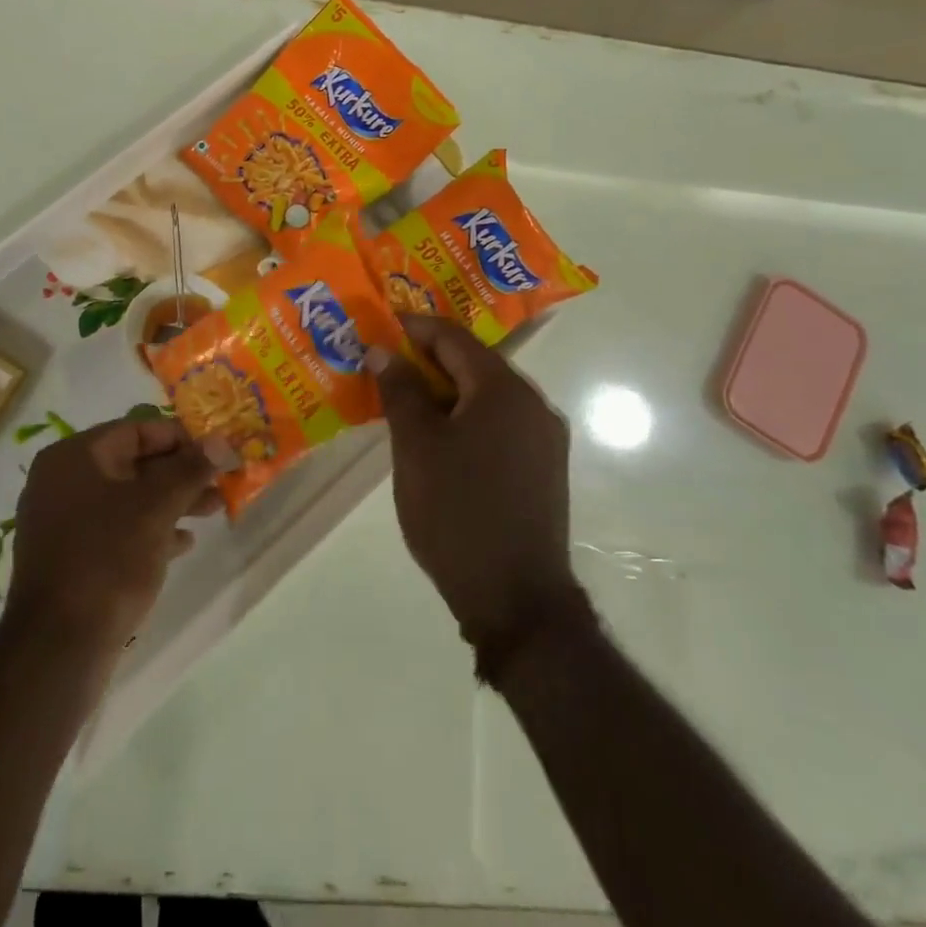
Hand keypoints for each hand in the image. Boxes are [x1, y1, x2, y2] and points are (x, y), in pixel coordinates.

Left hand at [3, 417, 231, 657]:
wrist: (58, 647)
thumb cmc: (107, 560)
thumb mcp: (156, 508)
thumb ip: (190, 469)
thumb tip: (222, 440)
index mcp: (73, 457)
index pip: (136, 430)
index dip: (181, 438)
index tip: (217, 453)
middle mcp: (62, 480)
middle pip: (133, 463)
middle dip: (180, 473)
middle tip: (221, 484)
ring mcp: (63, 520)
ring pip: (127, 498)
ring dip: (171, 501)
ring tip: (213, 511)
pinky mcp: (70, 556)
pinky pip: (116, 529)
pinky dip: (150, 530)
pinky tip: (183, 544)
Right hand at [367, 315, 583, 656]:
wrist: (516, 600)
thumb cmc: (457, 513)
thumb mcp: (416, 446)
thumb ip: (400, 390)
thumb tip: (383, 350)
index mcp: (504, 390)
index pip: (454, 337)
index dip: (415, 327)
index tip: (380, 326)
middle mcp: (534, 404)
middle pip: (475, 363)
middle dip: (429, 358)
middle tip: (386, 363)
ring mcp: (544, 438)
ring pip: (487, 395)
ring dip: (447, 389)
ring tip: (405, 397)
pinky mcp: (544, 468)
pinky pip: (500, 422)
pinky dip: (466, 416)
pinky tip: (439, 435)